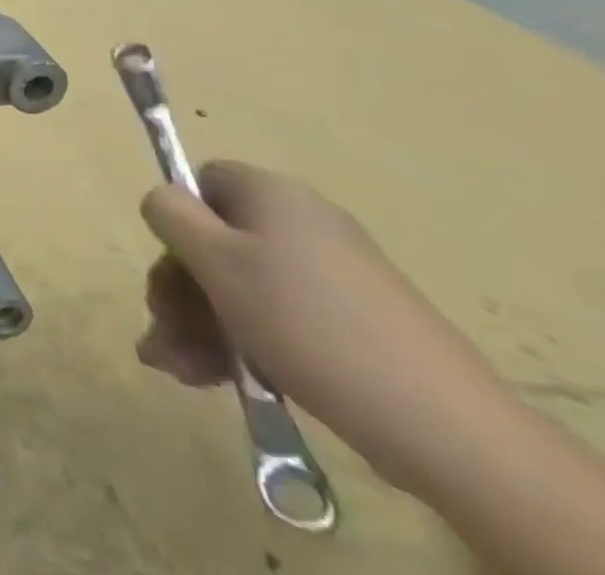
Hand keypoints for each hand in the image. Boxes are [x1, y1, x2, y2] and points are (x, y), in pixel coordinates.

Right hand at [138, 161, 508, 494]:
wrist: (442, 425)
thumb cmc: (306, 321)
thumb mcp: (217, 260)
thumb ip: (171, 214)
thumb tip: (163, 200)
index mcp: (272, 195)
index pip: (203, 180)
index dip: (178, 216)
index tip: (170, 263)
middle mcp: (302, 224)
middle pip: (216, 240)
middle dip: (180, 288)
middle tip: (162, 330)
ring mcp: (332, 277)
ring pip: (240, 286)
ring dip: (199, 323)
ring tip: (178, 369)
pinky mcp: (351, 325)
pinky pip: (276, 317)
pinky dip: (239, 341)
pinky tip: (213, 377)